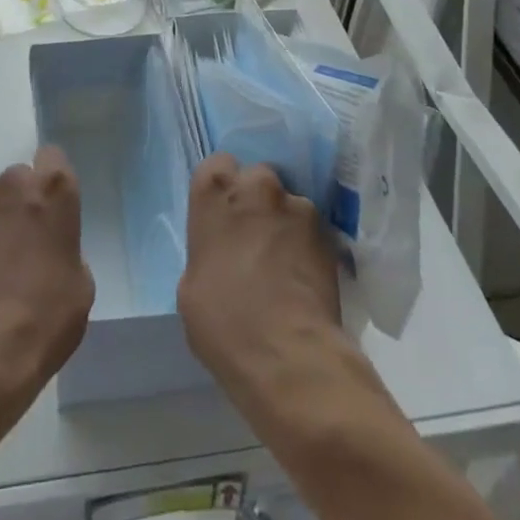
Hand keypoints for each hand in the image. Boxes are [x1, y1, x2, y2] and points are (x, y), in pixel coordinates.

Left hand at [0, 147, 94, 422]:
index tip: (52, 207)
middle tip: (23, 240)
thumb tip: (50, 249)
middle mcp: (14, 183)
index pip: (53, 157)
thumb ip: (67, 248)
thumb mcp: (81, 283)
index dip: (52, 180)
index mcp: (54, 189)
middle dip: (22, 201)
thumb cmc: (47, 315)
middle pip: (20, 179)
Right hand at [178, 153, 343, 398]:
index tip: (224, 215)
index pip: (217, 165)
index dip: (223, 189)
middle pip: (256, 177)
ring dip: (285, 222)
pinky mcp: (328, 231)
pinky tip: (304, 274)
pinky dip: (308, 243)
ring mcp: (297, 205)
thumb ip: (207, 249)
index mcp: (214, 192)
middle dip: (257, 200)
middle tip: (255, 235)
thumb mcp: (191, 284)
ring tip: (285, 261)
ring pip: (288, 202)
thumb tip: (222, 253)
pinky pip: (312, 228)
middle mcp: (256, 185)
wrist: (287, 355)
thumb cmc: (223, 322)